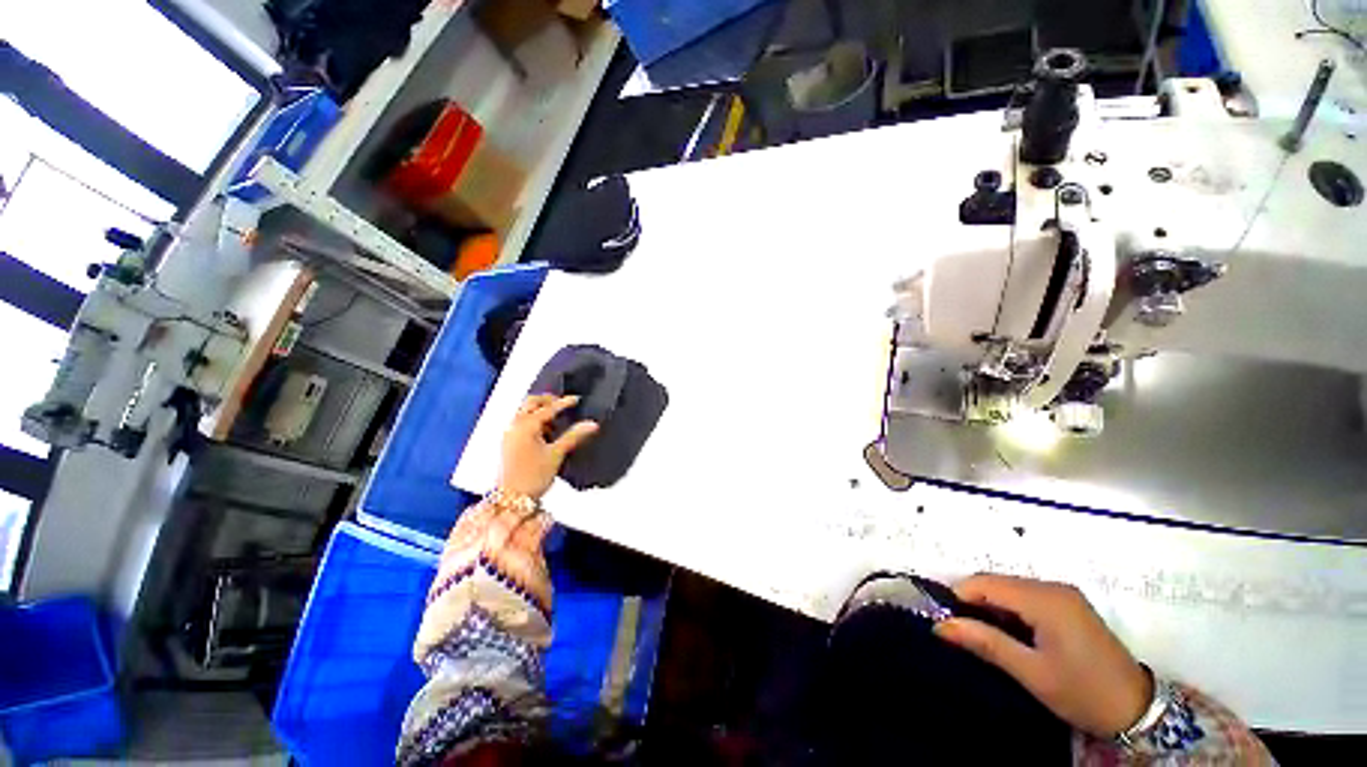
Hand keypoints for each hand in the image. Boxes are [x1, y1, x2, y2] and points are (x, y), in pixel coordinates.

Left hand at [498, 395, 599, 499]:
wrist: (512, 498)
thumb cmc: (533, 476)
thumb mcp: (557, 454)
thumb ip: (574, 436)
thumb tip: (591, 424)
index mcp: (526, 425)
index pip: (548, 408)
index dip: (564, 403)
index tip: (576, 399)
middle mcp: (515, 426)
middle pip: (530, 403)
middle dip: (547, 400)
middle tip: (563, 403)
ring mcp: (509, 434)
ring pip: (524, 412)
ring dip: (539, 410)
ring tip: (556, 419)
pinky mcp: (508, 443)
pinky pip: (521, 422)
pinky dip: (533, 420)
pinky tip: (545, 431)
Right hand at [933, 574, 1152, 737]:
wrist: (1139, 710)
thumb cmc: (1083, 692)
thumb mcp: (1032, 673)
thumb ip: (986, 643)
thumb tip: (940, 625)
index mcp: (1046, 599)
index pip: (986, 583)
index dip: (960, 597)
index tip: (946, 621)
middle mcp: (1053, 587)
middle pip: (997, 582)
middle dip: (974, 602)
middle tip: (963, 633)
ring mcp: (1063, 594)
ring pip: (1010, 588)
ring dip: (992, 607)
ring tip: (986, 637)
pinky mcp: (1068, 604)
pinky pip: (1026, 596)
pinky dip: (1010, 610)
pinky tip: (1011, 634)